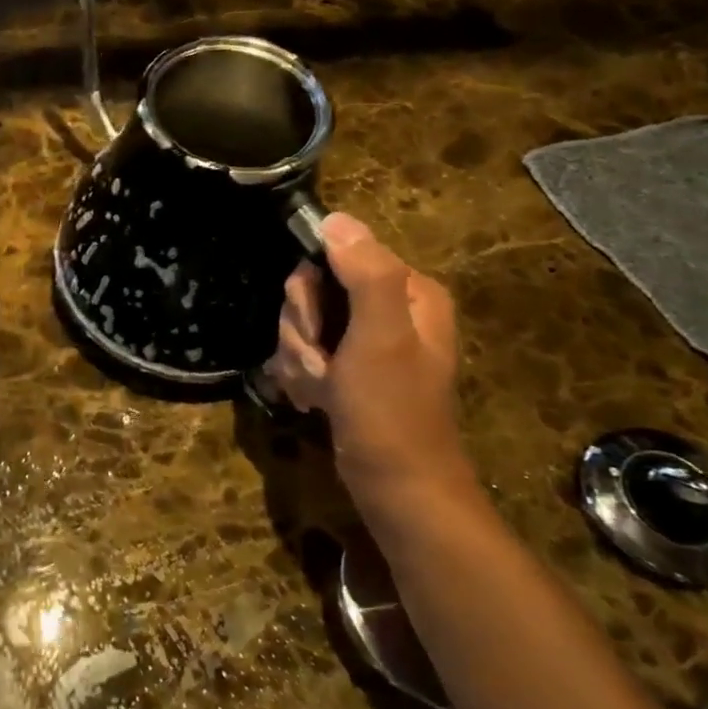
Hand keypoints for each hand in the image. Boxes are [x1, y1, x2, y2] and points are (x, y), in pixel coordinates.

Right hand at [263, 212, 473, 512]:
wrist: (397, 489)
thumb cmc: (391, 412)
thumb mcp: (381, 338)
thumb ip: (365, 275)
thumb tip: (336, 220)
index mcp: (407, 291)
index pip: (334, 255)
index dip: (312, 290)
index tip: (316, 326)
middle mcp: (388, 308)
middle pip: (312, 290)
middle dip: (303, 330)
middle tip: (323, 363)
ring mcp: (364, 340)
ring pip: (301, 323)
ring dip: (299, 357)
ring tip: (322, 388)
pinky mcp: (346, 367)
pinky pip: (304, 351)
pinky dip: (302, 375)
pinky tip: (315, 399)